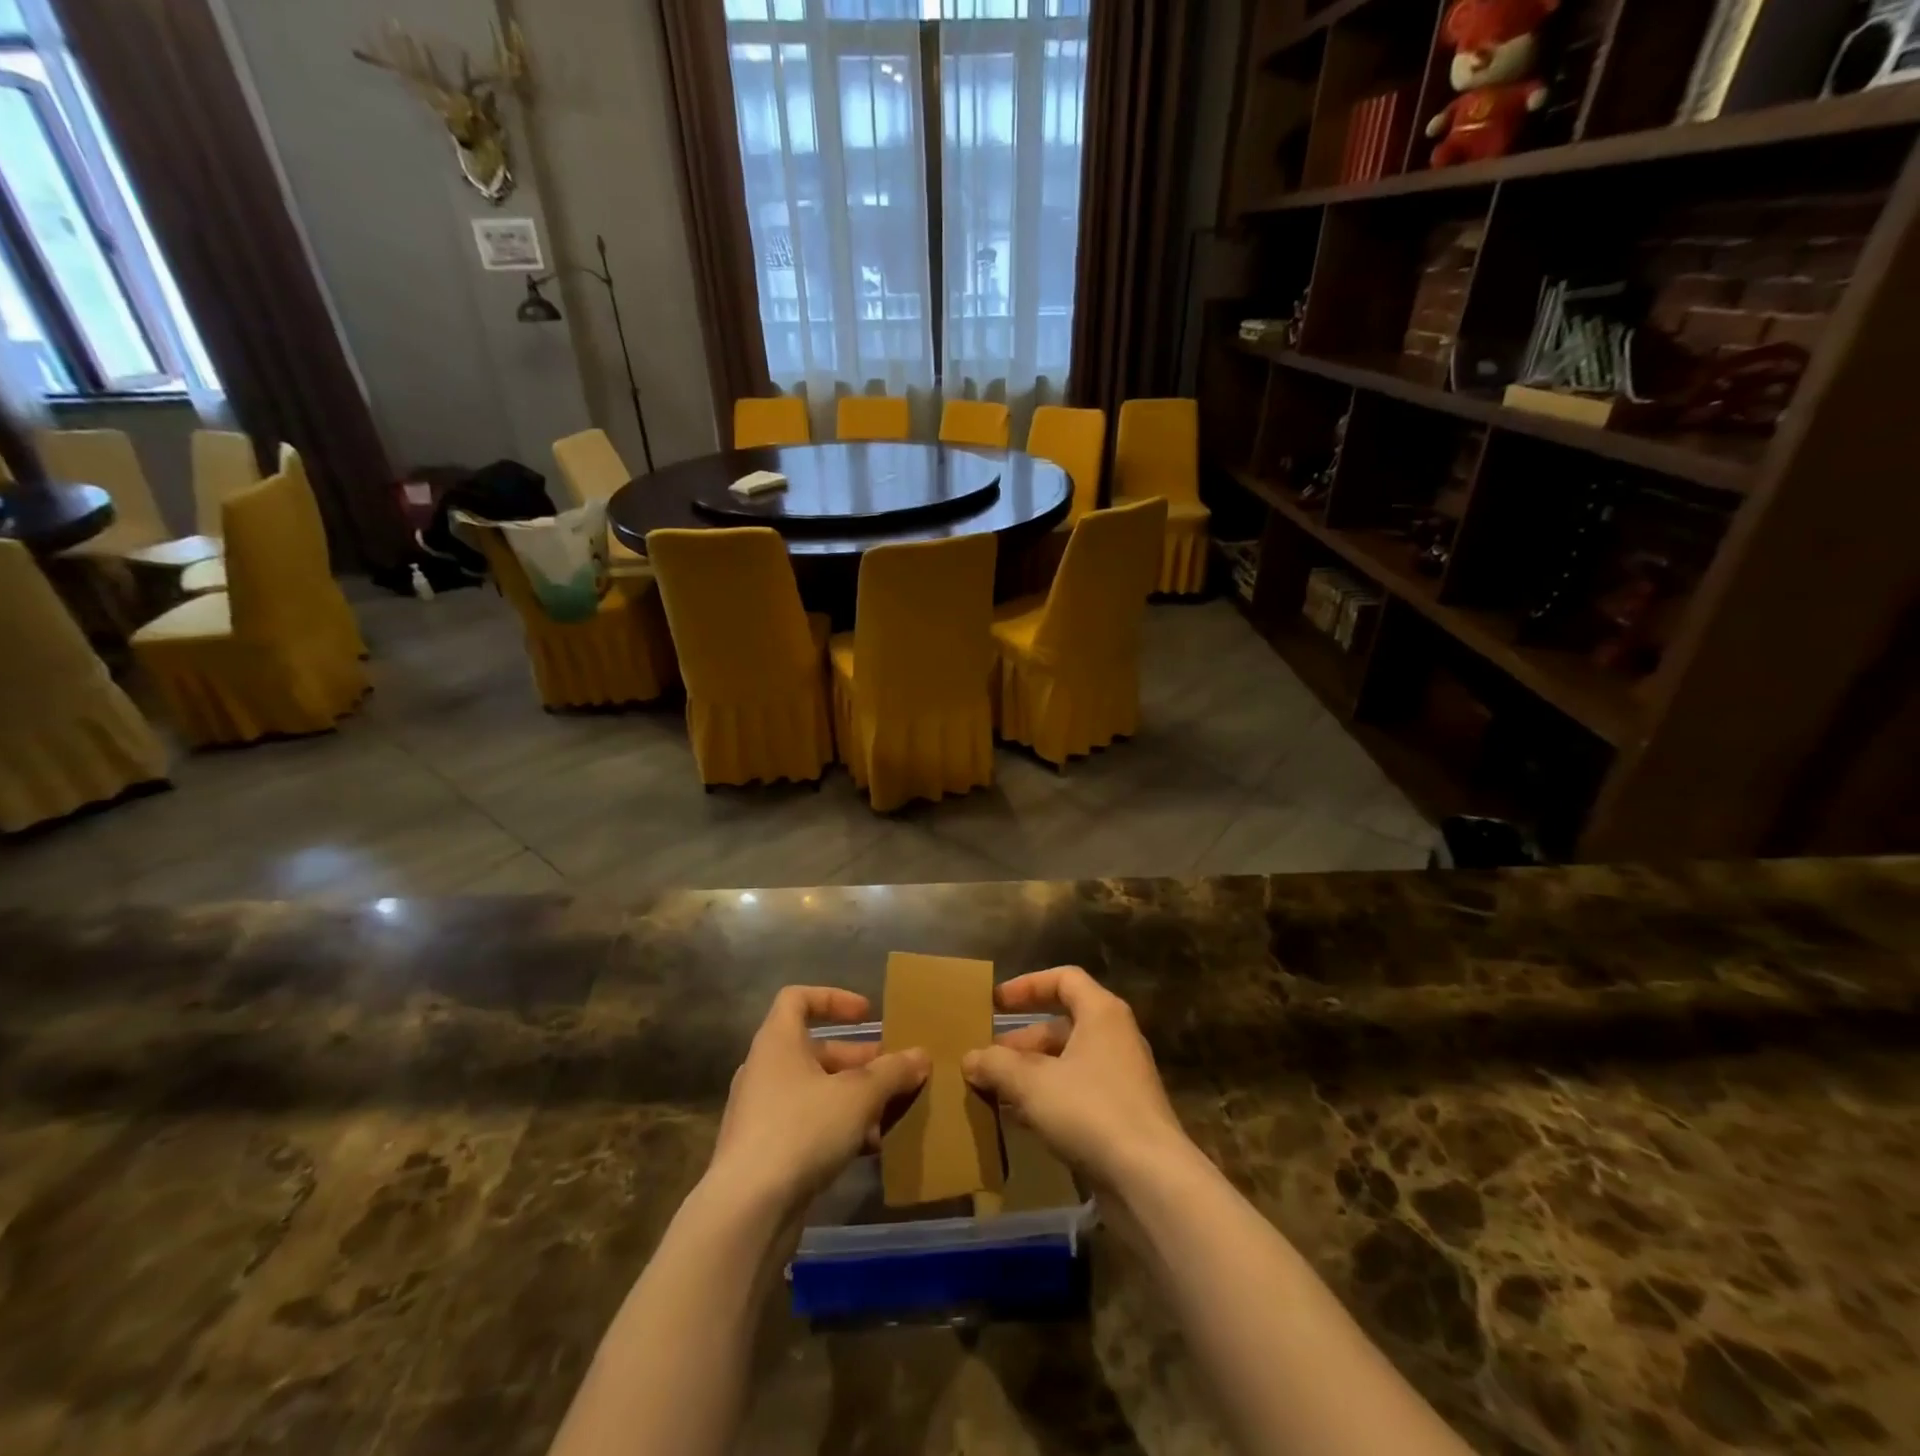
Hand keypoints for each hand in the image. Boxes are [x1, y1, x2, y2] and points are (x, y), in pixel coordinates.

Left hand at [706, 987, 928, 1214]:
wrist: (747, 1211)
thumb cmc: (802, 1129)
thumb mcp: (859, 1095)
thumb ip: (892, 1072)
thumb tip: (921, 1055)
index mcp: (778, 1042)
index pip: (797, 998)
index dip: (834, 998)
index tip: (867, 1015)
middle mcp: (765, 1070)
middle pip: (815, 1051)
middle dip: (859, 1061)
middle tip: (894, 1073)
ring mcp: (761, 1113)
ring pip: (815, 1092)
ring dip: (853, 1099)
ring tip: (890, 1114)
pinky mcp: (763, 1153)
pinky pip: (807, 1126)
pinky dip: (837, 1129)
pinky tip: (869, 1149)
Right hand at [961, 967, 1191, 1192]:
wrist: (1150, 1180)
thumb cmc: (1090, 1111)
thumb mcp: (1032, 1083)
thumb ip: (996, 1065)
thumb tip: (969, 1059)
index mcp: (1101, 1013)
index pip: (1063, 979)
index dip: (1026, 985)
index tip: (995, 1003)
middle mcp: (1115, 1038)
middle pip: (1061, 1025)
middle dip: (1020, 1041)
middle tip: (986, 1058)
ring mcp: (1121, 1078)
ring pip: (1066, 1063)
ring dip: (1029, 1074)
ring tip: (993, 1091)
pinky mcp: (1121, 1116)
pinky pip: (1076, 1094)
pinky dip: (1046, 1099)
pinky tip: (1017, 1120)